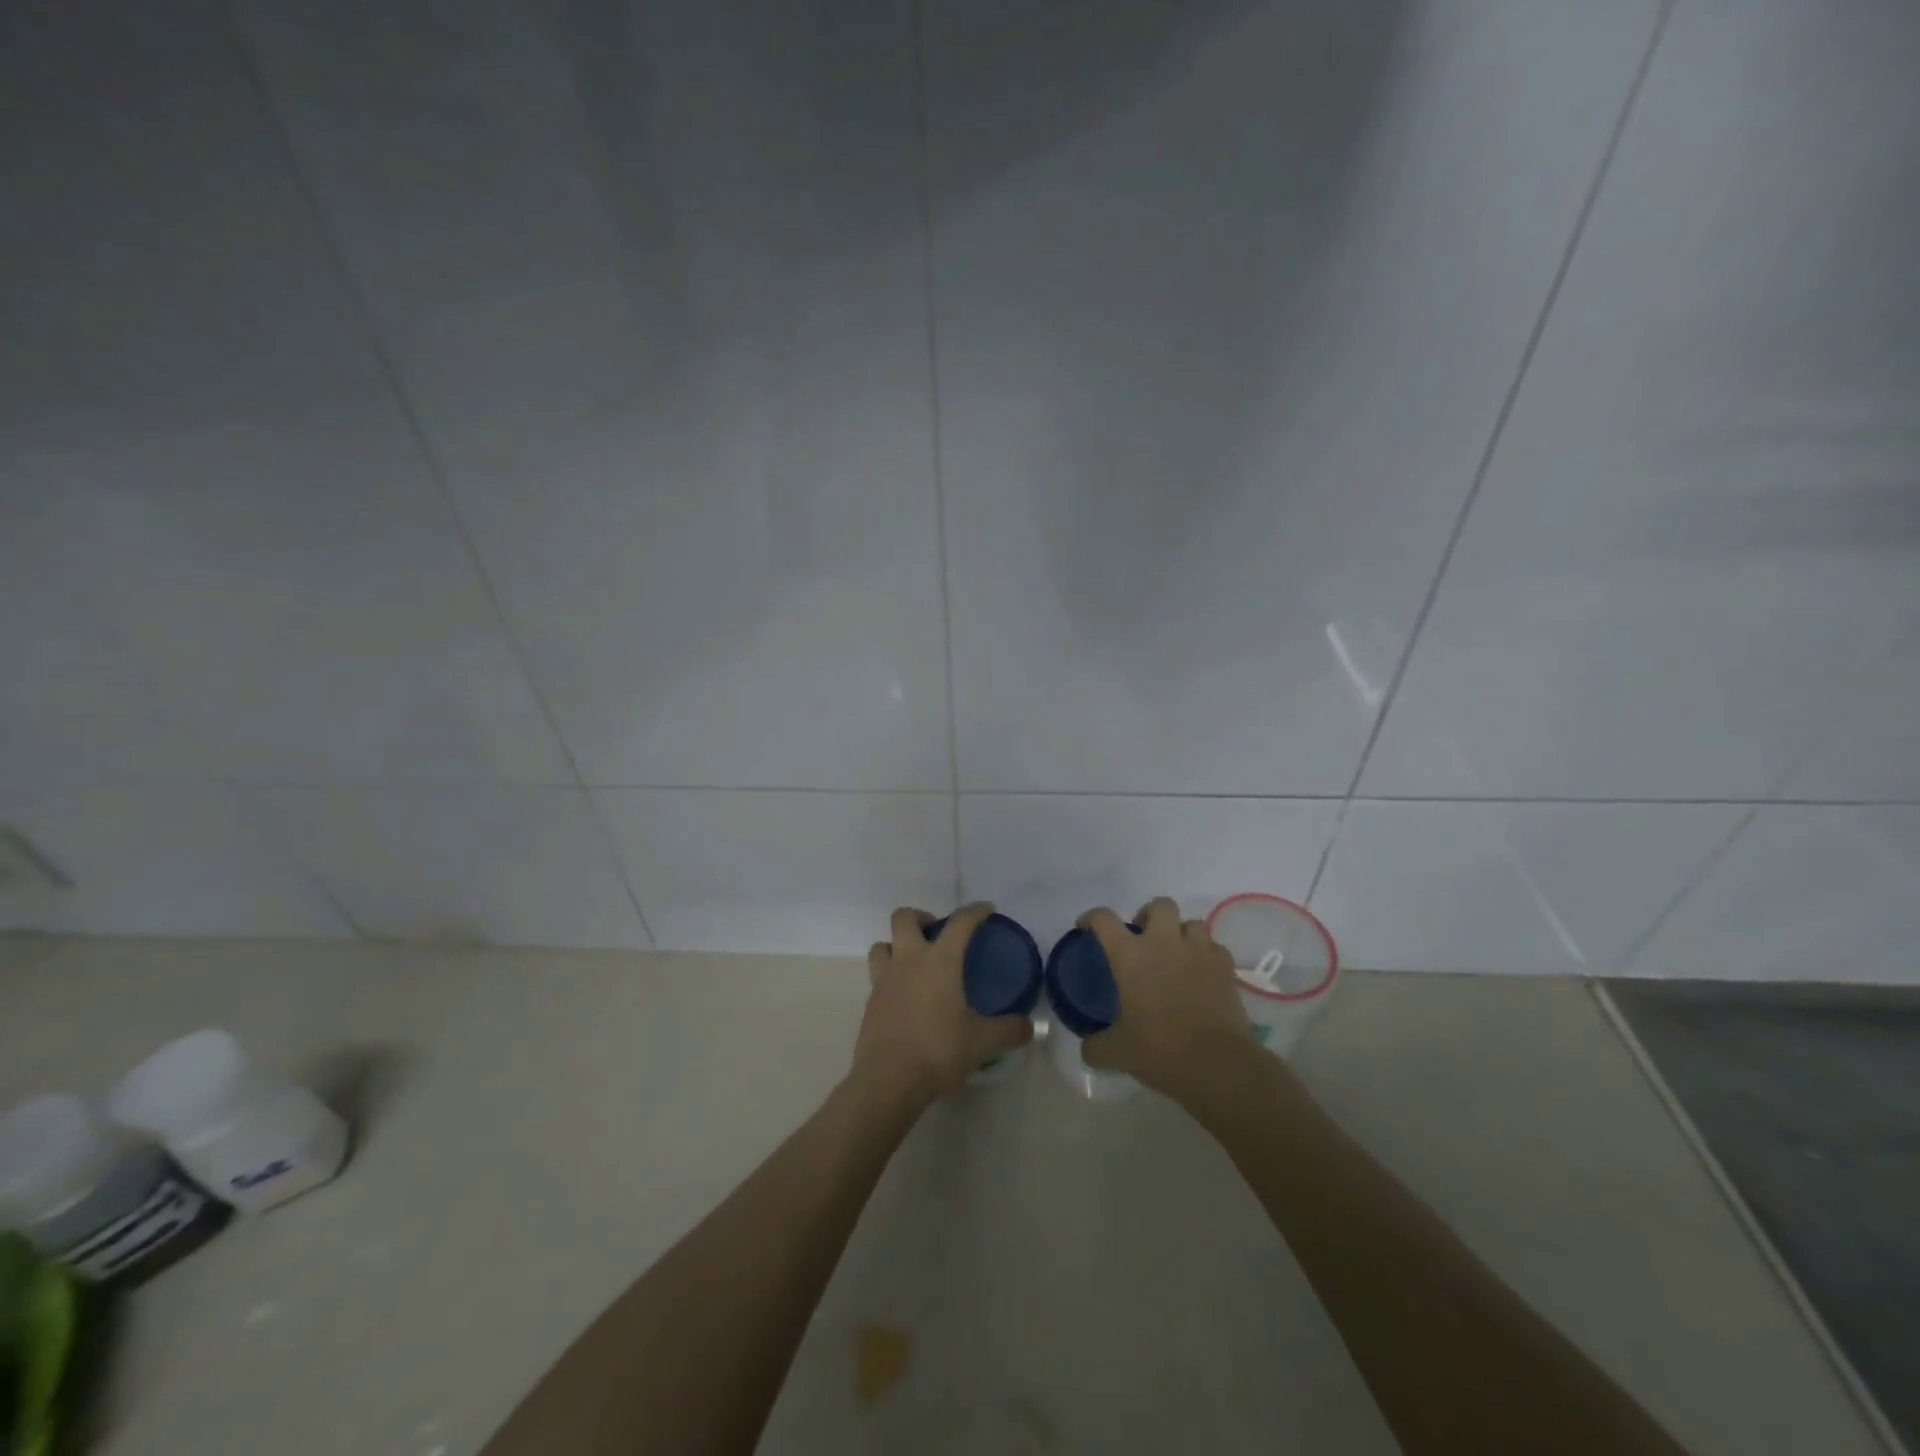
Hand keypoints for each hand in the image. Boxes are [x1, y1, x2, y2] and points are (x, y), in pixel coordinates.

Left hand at [854, 903, 1033, 1104]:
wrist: (889, 1080)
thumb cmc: (939, 1051)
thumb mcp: (983, 1042)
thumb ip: (1010, 1030)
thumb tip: (1028, 1026)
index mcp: (940, 961)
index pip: (960, 923)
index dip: (975, 911)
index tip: (986, 909)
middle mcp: (909, 961)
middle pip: (904, 918)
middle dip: (921, 917)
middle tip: (936, 933)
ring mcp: (884, 980)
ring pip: (882, 945)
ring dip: (896, 945)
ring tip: (914, 962)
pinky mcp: (870, 1002)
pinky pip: (877, 976)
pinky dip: (890, 977)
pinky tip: (905, 997)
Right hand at [1079, 896, 1253, 1100]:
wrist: (1219, 1065)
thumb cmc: (1161, 1050)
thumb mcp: (1117, 1053)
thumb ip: (1096, 1046)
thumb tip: (1087, 1048)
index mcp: (1130, 955)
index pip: (1103, 919)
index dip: (1091, 918)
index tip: (1087, 928)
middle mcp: (1164, 943)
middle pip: (1159, 905)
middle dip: (1149, 915)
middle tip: (1143, 940)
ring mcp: (1199, 952)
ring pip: (1193, 923)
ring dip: (1182, 934)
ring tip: (1177, 956)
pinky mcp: (1226, 967)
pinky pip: (1215, 948)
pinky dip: (1207, 955)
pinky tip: (1202, 974)